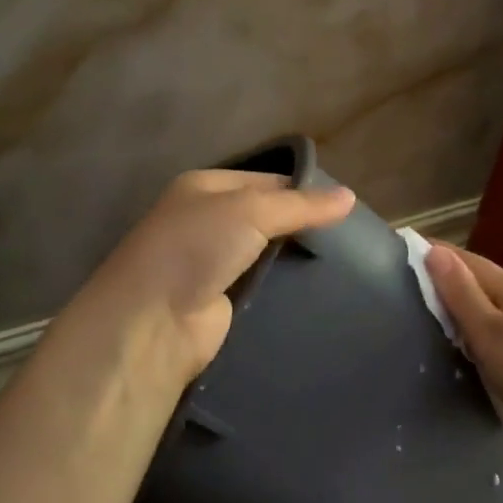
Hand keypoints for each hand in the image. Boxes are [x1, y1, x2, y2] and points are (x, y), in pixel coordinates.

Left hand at [62, 170, 355, 389]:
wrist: (152, 322)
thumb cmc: (196, 248)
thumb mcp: (250, 211)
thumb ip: (300, 205)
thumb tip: (350, 196)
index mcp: (205, 187)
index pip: (266, 180)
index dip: (303, 190)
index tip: (343, 206)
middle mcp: (206, 221)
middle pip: (266, 217)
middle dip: (301, 226)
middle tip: (349, 238)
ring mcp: (212, 263)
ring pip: (265, 254)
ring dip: (293, 259)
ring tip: (342, 264)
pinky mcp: (221, 301)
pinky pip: (261, 286)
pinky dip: (283, 288)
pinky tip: (316, 290)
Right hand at [424, 243, 502, 467]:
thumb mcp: (488, 332)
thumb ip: (460, 293)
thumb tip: (434, 251)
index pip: (465, 259)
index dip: (434, 253)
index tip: (403, 250)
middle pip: (480, 280)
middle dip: (448, 280)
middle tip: (410, 288)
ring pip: (493, 305)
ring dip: (466, 306)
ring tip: (436, 317)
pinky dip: (483, 328)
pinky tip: (475, 346)